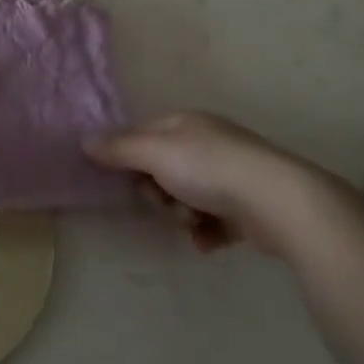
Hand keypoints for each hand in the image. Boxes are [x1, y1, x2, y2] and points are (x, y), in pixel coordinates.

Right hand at [84, 112, 332, 255]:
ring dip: (181, 213)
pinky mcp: (249, 206)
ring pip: (186, 195)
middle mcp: (208, 142)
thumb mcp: (154, 152)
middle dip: (157, 191)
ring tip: (193, 224)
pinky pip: (214, 220)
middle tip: (164, 203)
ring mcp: (231, 174)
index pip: (142, 134)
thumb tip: (83, 141)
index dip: (129, 158)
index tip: (126, 180)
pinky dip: (206, 231)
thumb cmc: (210, 168)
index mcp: (185, 122)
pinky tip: (208, 240)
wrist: (280, 202)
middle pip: (162, 168)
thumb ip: (118, 148)